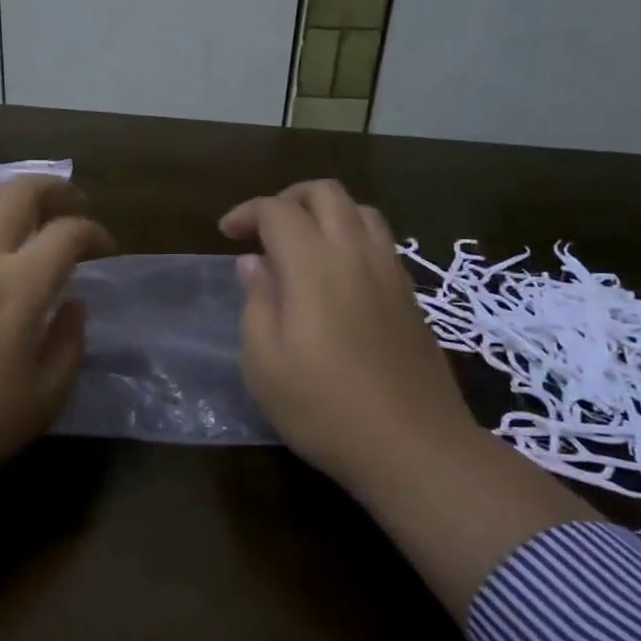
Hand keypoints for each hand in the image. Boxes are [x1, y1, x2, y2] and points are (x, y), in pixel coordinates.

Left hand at [0, 175, 114, 505]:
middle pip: (19, 192)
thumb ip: (69, 344)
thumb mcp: (42, 400)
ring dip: (14, 197)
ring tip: (30, 216)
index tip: (105, 247)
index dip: (94, 233)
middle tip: (74, 206)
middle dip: (55, 190)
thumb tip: (74, 304)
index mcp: (16, 286)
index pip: (67, 234)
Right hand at [220, 180, 476, 493]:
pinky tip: (336, 274)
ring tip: (301, 245)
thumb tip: (255, 264)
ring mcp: (390, 272)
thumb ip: (257, 303)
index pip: (277, 210)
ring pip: (361, 210)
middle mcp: (356, 254)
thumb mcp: (265, 363)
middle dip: (288, 198)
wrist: (414, 448)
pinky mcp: (410, 295)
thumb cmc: (324, 408)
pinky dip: (351, 235)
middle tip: (263, 230)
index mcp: (314, 266)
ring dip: (325, 212)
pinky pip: (380, 240)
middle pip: (325, 193)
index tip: (226, 234)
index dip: (247, 212)